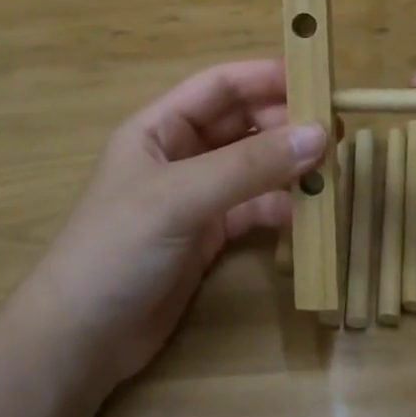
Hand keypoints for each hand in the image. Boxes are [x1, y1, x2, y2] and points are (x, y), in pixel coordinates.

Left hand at [23, 60, 326, 387]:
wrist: (81, 339)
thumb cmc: (117, 248)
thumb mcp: (180, 197)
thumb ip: (249, 166)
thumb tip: (318, 134)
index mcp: (159, 128)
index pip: (220, 86)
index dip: (266, 78)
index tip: (317, 80)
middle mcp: (180, 154)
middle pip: (242, 124)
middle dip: (285, 124)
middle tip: (334, 133)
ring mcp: (196, 196)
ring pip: (252, 167)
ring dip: (287, 166)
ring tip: (329, 171)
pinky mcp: (208, 235)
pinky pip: (253, 207)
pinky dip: (279, 206)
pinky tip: (302, 212)